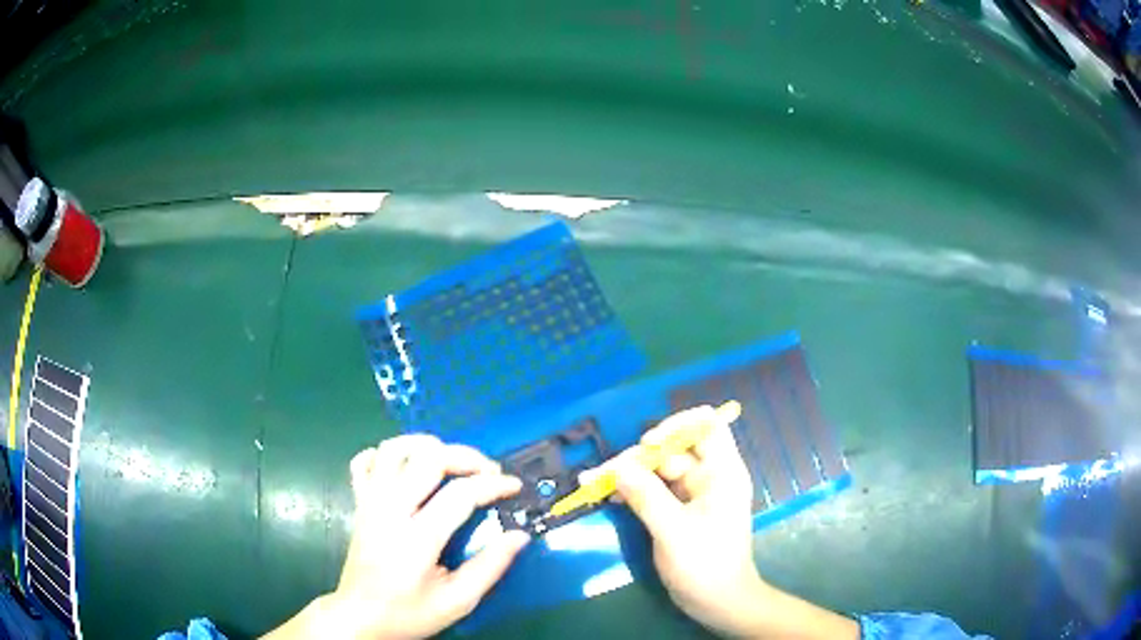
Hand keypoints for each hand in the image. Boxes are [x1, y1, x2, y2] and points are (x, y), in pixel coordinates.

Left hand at [264, 434, 529, 638]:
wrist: (360, 617)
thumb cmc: (409, 613)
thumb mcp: (458, 601)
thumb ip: (490, 567)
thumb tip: (519, 536)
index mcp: (417, 538)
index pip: (460, 494)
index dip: (493, 485)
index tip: (514, 486)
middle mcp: (390, 510)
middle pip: (427, 458)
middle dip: (466, 456)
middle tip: (488, 471)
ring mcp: (370, 502)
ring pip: (393, 449)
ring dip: (426, 445)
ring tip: (451, 461)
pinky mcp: (358, 502)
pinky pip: (365, 461)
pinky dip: (386, 454)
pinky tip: (406, 467)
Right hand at [600, 405, 858, 638]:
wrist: (718, 602)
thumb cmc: (705, 565)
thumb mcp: (673, 530)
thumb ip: (645, 496)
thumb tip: (617, 467)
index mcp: (722, 473)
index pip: (707, 426)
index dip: (677, 425)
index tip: (648, 444)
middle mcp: (710, 477)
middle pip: (674, 450)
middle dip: (639, 458)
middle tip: (603, 473)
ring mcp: (695, 495)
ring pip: (660, 471)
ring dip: (630, 474)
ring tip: (595, 482)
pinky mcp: (681, 511)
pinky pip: (656, 490)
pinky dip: (634, 490)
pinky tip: (610, 496)